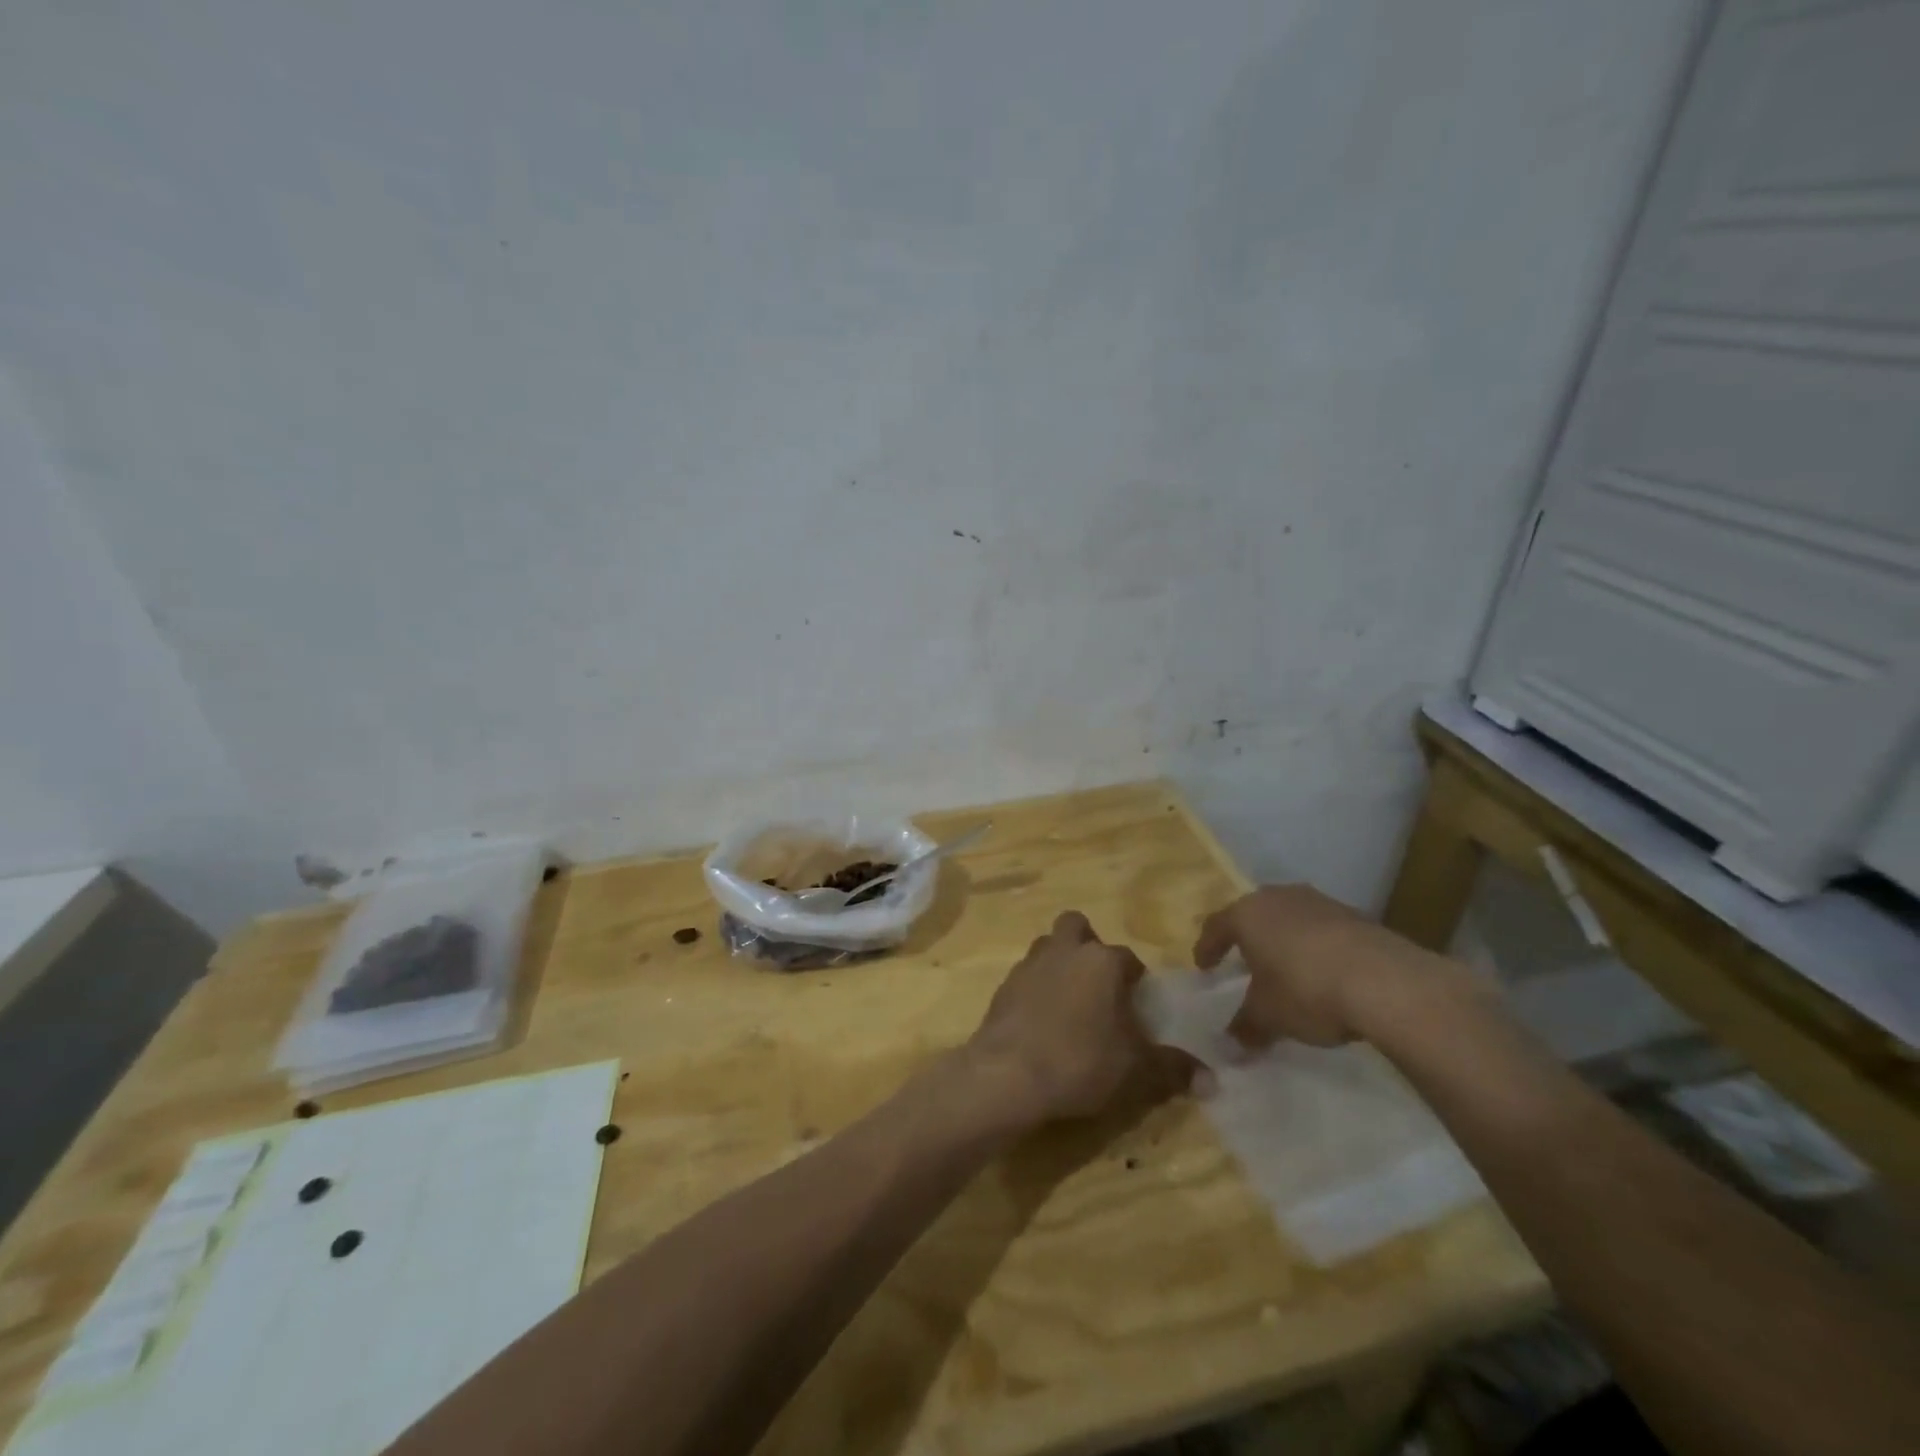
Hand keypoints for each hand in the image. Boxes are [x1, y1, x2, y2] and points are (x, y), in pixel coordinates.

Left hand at [968, 911, 1198, 1121]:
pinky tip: (1041, 1019)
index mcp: (1102, 961)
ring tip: (1070, 1001)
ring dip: (1060, 962)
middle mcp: (1065, 950)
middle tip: (1098, 983)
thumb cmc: (1080, 1061)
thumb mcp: (1136, 1070)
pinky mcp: (1003, 985)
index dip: (1135, 979)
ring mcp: (1029, 964)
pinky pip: (1026, 975)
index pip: (1128, 958)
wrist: (1008, 1074)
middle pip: (1077, 926)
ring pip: (1048, 946)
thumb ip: (1172, 1069)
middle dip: (1088, 945)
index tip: (1138, 1004)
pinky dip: (1036, 988)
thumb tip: (1211, 1079)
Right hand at [1193, 885, 1472, 1049]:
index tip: (1204, 967)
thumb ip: (1245, 1027)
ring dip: (1284, 940)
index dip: (1207, 947)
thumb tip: (1230, 1044)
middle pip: (1254, 915)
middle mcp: (1279, 898)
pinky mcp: (1355, 915)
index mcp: (1247, 914)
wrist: (1387, 982)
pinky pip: (1322, 929)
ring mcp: (1319, 902)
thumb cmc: (1307, 991)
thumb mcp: (1268, 1017)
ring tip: (1286, 968)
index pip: (1216, 926)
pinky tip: (1324, 973)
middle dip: (1247, 938)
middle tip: (1243, 961)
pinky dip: (1316, 947)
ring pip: (1290, 918)